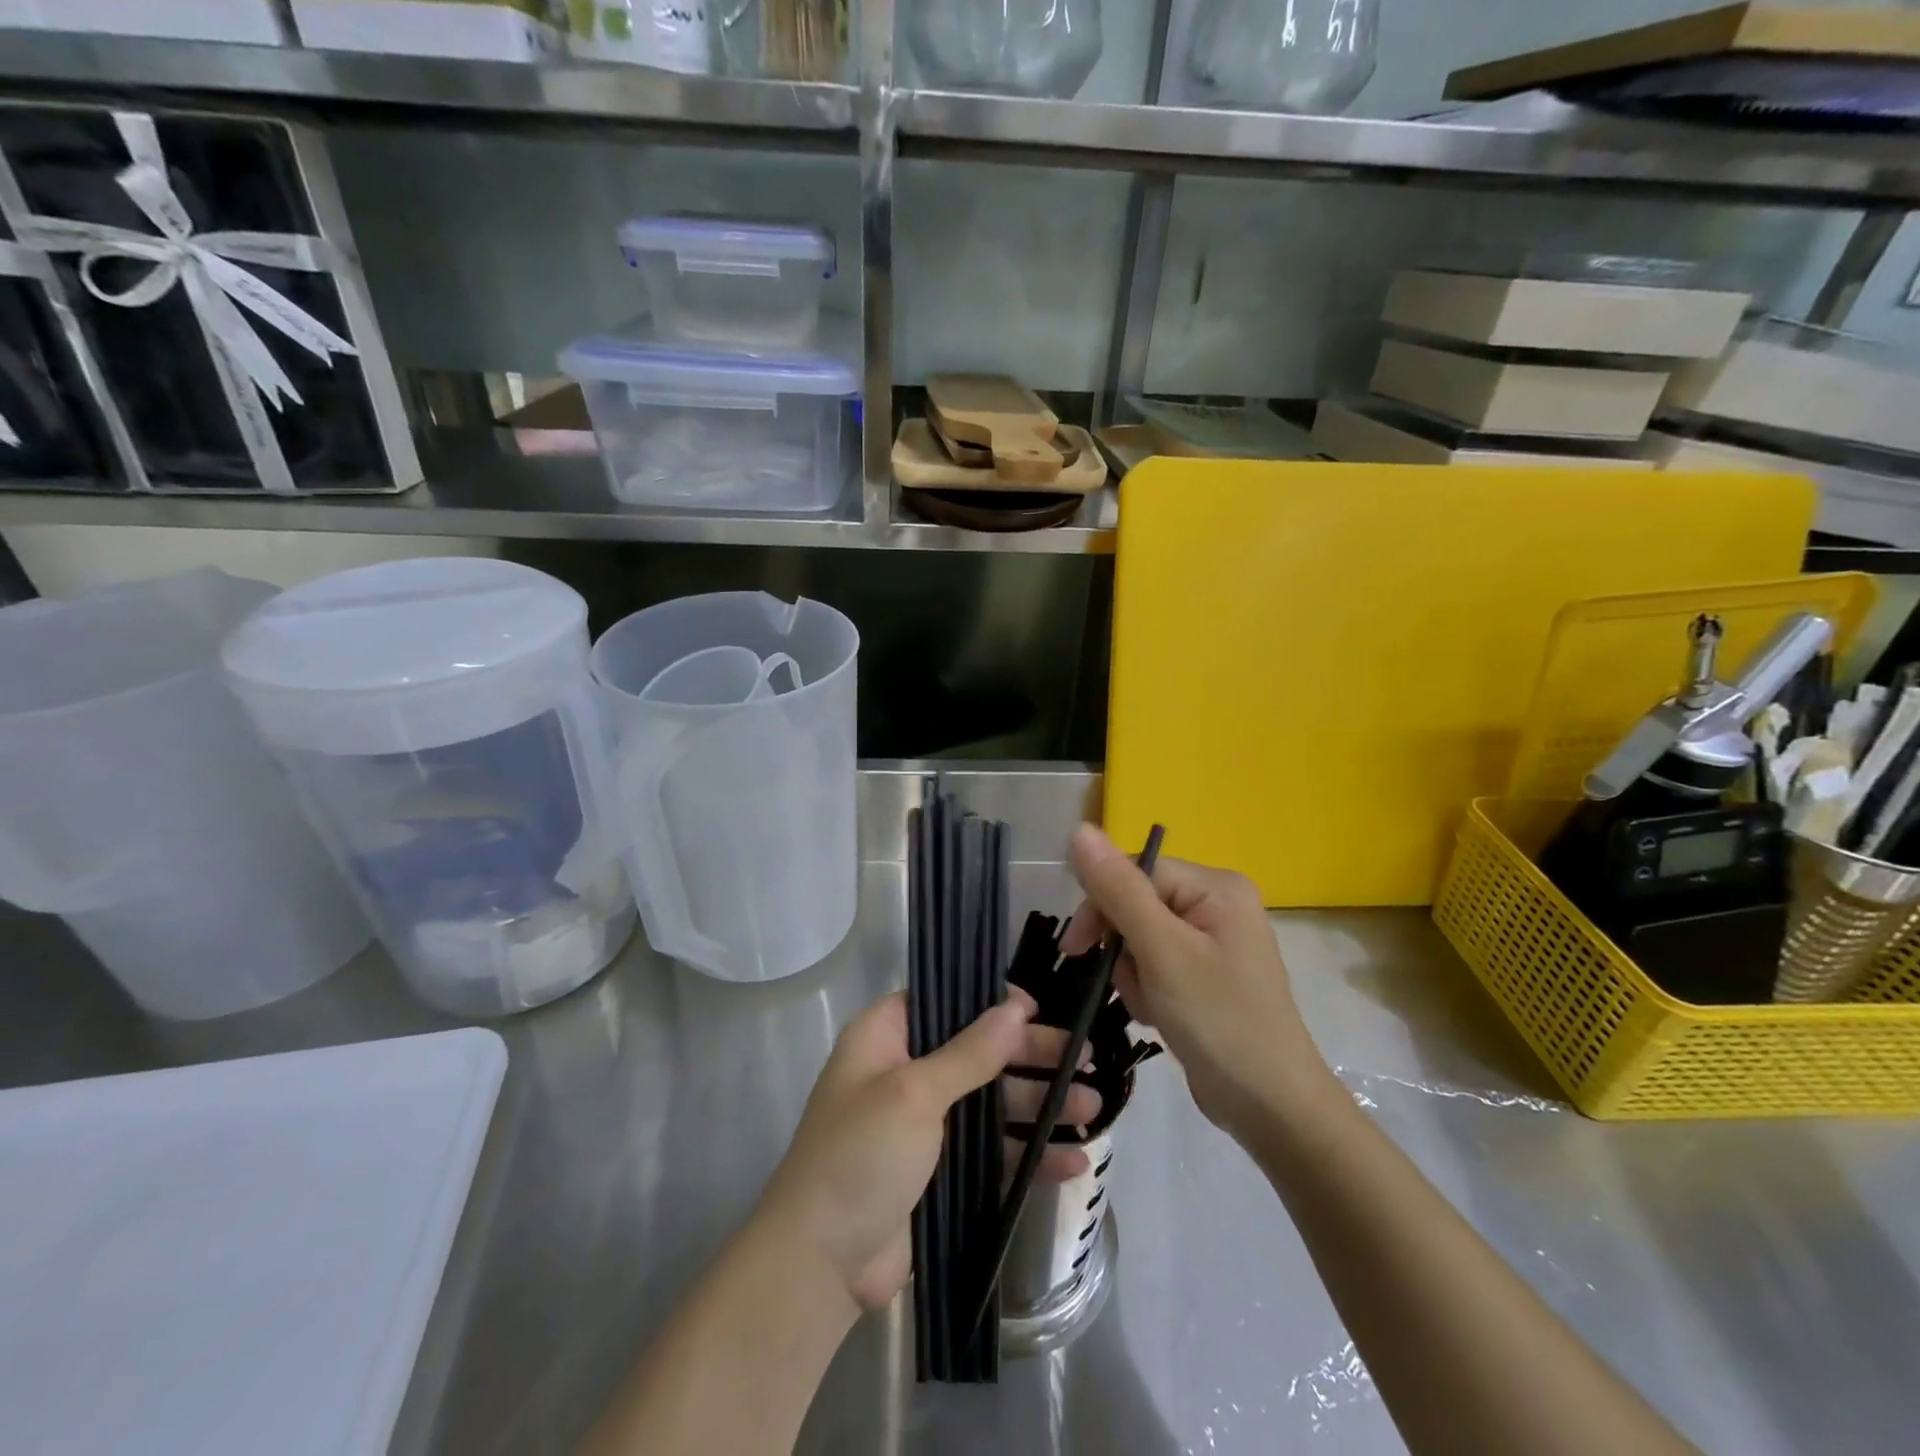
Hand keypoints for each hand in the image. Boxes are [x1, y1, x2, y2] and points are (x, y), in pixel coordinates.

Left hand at [755, 987, 1098, 1316]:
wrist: (820, 1267)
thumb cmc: (860, 1156)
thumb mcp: (913, 1094)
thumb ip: (969, 1052)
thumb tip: (1016, 1007)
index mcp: (885, 1038)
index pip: (944, 1000)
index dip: (990, 1000)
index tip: (1038, 1007)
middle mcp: (906, 1073)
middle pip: (979, 1051)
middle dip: (1031, 1056)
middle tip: (1084, 1056)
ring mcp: (925, 1126)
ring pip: (992, 1102)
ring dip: (1040, 1104)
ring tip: (1094, 1107)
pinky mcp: (941, 1173)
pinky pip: (993, 1153)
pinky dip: (1029, 1155)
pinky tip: (1073, 1162)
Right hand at [1060, 824, 1337, 1141]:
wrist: (1273, 1109)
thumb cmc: (1219, 1022)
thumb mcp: (1162, 951)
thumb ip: (1119, 890)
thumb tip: (1080, 830)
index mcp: (1216, 886)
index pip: (1135, 872)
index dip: (1101, 906)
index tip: (1075, 950)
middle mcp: (1218, 903)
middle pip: (1136, 904)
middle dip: (1123, 949)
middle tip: (1131, 987)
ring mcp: (1214, 941)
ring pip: (1140, 938)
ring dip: (1133, 974)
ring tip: (1153, 1007)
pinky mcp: (1207, 974)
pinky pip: (1157, 963)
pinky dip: (1148, 989)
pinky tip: (1160, 1017)